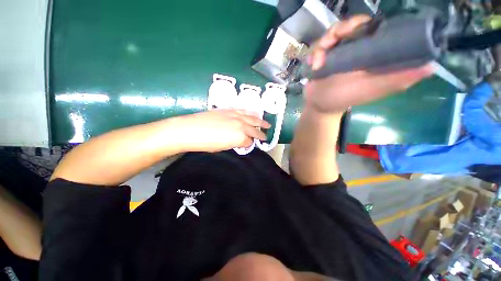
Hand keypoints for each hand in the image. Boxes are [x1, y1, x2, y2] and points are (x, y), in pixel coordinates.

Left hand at [179, 109, 270, 152]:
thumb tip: (241, 142)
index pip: (249, 141)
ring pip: (252, 118)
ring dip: (260, 121)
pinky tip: (253, 114)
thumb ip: (235, 144)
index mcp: (240, 137)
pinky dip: (250, 113)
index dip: (250, 144)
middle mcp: (241, 125)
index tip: (249, 145)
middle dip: (261, 134)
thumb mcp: (223, 147)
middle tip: (265, 136)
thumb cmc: (205, 143)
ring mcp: (236, 116)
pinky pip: (244, 110)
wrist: (190, 129)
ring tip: (267, 124)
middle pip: (254, 130)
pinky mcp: (230, 110)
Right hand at [305, 15, 433, 112]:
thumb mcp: (371, 90)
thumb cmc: (343, 98)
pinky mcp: (324, 56)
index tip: (356, 30)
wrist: (318, 105)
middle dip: (340, 30)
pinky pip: (319, 45)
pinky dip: (314, 53)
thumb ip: (396, 79)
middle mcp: (357, 48)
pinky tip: (312, 65)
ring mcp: (338, 51)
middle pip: (352, 25)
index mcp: (372, 54)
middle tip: (330, 43)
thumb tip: (431, 66)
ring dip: (323, 44)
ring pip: (333, 32)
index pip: (375, 28)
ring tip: (318, 61)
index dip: (365, 24)